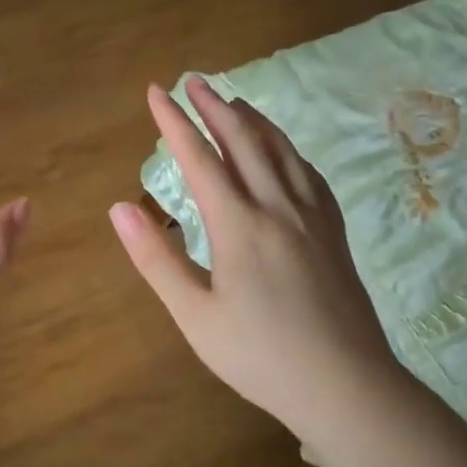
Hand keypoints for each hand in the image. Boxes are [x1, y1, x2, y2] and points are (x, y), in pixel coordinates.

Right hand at [109, 77, 398, 438]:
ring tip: (234, 101)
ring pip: (281, 151)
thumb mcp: (195, 315)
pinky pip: (310, 174)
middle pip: (243, 141)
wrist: (346, 386)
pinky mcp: (334, 233)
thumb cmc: (260, 356)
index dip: (174, 122)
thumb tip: (119, 207)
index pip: (199, 158)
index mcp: (238, 224)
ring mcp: (312, 217)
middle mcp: (277, 207)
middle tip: (193, 80)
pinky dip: (289, 150)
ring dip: (253, 120)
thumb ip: (155, 258)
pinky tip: (285, 153)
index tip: (156, 91)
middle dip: (214, 106)